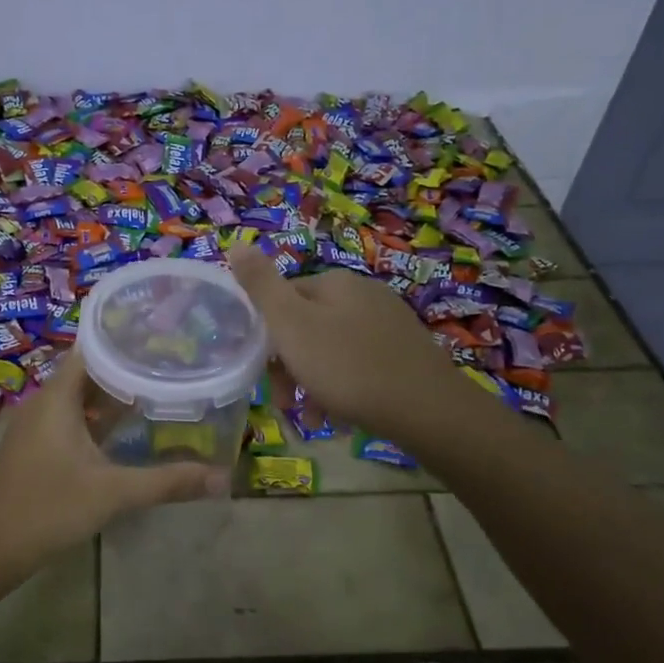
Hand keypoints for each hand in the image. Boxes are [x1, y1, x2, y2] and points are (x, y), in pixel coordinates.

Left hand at [0, 347, 224, 570]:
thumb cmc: (48, 509)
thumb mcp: (113, 493)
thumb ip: (167, 482)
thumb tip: (222, 478)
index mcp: (57, 398)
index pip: (91, 348)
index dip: (123, 339)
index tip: (161, 335)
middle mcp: (44, 402)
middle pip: (88, 371)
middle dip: (127, 367)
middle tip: (171, 363)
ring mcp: (37, 426)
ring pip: (80, 397)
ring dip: (113, 395)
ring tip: (157, 389)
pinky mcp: (36, 447)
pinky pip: (71, 418)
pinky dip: (97, 418)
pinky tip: (126, 430)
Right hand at [229, 244, 462, 443]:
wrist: (427, 409)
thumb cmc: (347, 366)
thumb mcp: (291, 325)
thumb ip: (261, 285)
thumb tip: (236, 243)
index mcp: (335, 283)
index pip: (283, 300)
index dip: (267, 338)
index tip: (263, 373)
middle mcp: (364, 293)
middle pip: (307, 327)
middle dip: (290, 366)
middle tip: (286, 403)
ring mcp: (389, 323)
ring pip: (332, 351)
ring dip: (314, 384)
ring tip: (313, 419)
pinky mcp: (406, 353)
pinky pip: (360, 366)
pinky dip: (343, 390)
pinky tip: (340, 418)